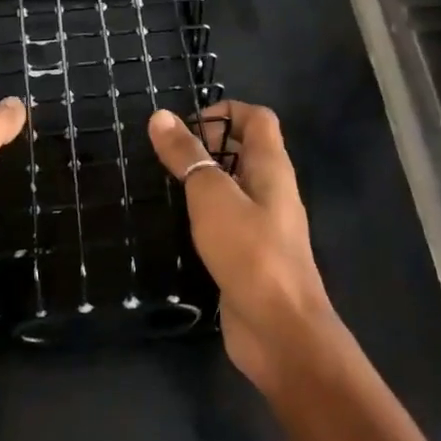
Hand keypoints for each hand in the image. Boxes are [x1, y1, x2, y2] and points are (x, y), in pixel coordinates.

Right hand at [147, 101, 340, 393]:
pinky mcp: (250, 256)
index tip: (185, 128)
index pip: (258, 118)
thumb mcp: (211, 196)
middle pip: (245, 151)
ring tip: (162, 186)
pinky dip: (204, 216)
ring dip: (202, 182)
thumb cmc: (249, 252)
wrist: (279, 329)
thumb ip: (187, 156)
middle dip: (207, 146)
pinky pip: (227, 221)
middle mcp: (272, 191)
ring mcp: (264, 225)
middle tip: (166, 158)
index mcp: (272, 167)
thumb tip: (161, 116)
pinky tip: (176, 227)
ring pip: (234, 188)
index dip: (224, 112)